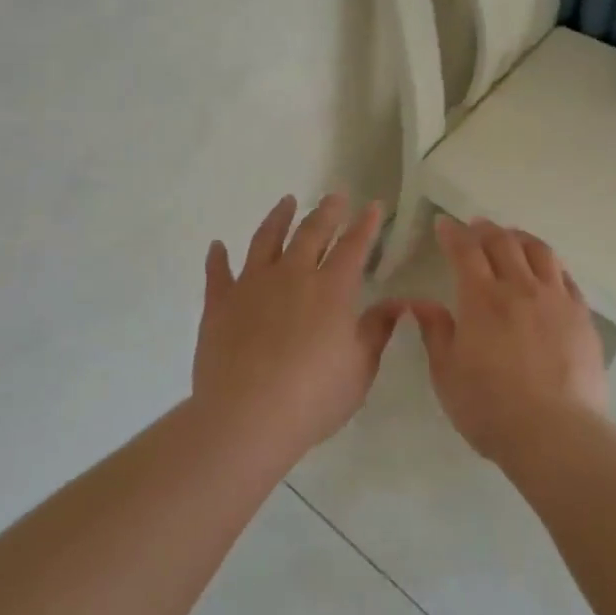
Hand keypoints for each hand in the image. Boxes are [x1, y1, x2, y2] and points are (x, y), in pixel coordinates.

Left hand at [192, 193, 407, 456]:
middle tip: (334, 196)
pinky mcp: (220, 304)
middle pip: (311, 233)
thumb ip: (377, 330)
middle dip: (326, 212)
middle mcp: (293, 275)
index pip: (353, 246)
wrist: (246, 417)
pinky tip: (217, 246)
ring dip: (278, 218)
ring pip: (266, 240)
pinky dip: (218, 258)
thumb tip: (398, 303)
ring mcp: (252, 286)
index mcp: (332, 289)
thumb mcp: (360, 368)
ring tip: (286, 202)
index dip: (365, 225)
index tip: (373, 206)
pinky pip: (218, 273)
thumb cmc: (313, 397)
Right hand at [407, 217, 608, 463]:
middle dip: (485, 229)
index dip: (453, 233)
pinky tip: (546, 270)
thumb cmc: (490, 409)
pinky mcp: (581, 316)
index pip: (465, 251)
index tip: (444, 224)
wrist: (555, 434)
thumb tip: (421, 303)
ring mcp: (555, 299)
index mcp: (482, 299)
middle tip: (475, 226)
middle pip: (503, 242)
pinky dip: (550, 264)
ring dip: (520, 238)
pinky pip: (565, 276)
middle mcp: (520, 288)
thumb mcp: (447, 375)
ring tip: (511, 238)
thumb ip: (435, 333)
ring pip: (539, 251)